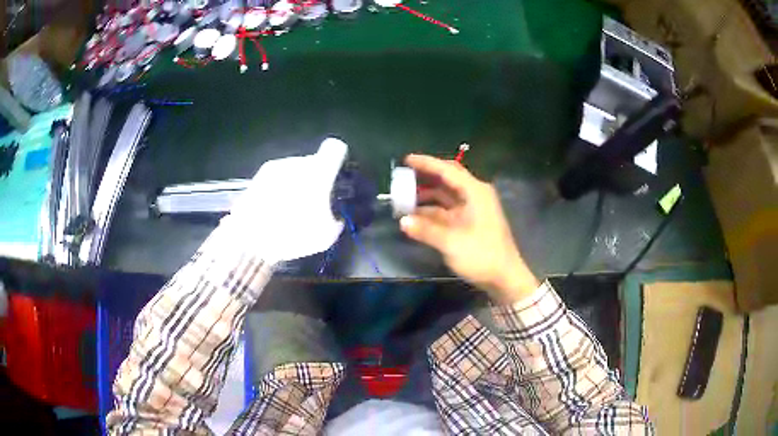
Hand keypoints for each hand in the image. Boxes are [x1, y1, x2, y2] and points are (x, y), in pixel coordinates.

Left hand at [225, 138, 346, 261]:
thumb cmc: (292, 235)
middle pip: (311, 162)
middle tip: (311, 204)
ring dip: (294, 185)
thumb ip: (334, 219)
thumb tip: (333, 216)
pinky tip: (272, 213)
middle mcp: (295, 163)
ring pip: (291, 171)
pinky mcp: (256, 179)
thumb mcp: (325, 236)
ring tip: (288, 211)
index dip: (337, 159)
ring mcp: (272, 169)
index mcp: (317, 172)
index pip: (334, 148)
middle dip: (314, 179)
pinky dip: (277, 192)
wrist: (249, 242)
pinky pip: (274, 181)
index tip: (335, 175)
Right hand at [400, 154, 538, 303]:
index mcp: (475, 192)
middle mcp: (474, 196)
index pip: (448, 170)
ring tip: (403, 198)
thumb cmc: (482, 255)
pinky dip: (431, 211)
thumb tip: (403, 221)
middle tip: (403, 177)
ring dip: (426, 196)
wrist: (504, 278)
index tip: (406, 159)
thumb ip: (426, 230)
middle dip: (425, 178)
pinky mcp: (469, 223)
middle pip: (447, 180)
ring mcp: (472, 210)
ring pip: (445, 196)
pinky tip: (415, 216)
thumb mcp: (452, 242)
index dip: (426, 163)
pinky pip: (446, 211)